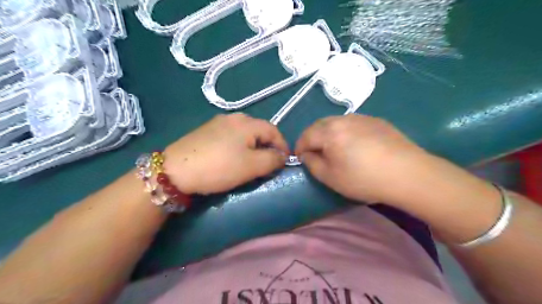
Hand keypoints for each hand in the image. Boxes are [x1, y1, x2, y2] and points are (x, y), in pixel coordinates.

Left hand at [163, 114, 289, 194]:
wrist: (175, 170)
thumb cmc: (219, 167)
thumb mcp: (252, 166)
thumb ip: (273, 160)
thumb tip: (282, 156)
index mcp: (247, 122)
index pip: (274, 131)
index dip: (283, 146)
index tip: (285, 162)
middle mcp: (234, 117)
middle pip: (259, 130)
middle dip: (268, 146)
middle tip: (269, 164)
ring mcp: (218, 122)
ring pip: (245, 133)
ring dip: (253, 147)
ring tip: (252, 162)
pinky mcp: (206, 131)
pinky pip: (231, 136)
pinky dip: (239, 146)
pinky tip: (233, 157)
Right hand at [295, 114, 429, 203]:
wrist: (408, 174)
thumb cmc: (364, 178)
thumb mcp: (330, 177)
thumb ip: (312, 164)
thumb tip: (306, 154)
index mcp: (329, 131)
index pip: (306, 136)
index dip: (299, 147)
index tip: (299, 159)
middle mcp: (344, 119)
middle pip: (320, 125)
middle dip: (312, 138)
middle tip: (314, 153)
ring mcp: (362, 117)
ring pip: (336, 122)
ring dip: (328, 134)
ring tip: (333, 148)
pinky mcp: (377, 121)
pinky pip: (353, 123)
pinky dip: (345, 132)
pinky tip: (355, 145)